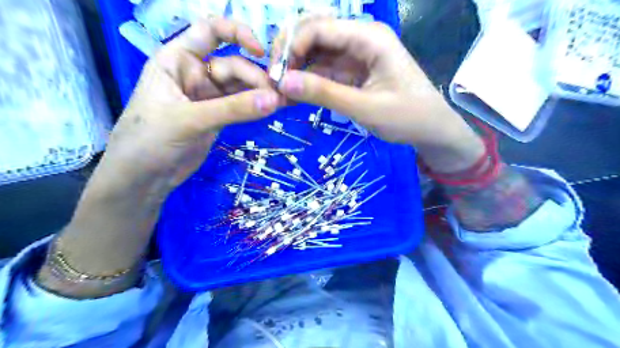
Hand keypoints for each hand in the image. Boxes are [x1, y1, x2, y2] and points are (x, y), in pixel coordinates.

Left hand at [104, 17, 282, 192]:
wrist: (143, 178)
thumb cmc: (149, 140)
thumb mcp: (189, 120)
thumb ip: (232, 109)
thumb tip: (274, 100)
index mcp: (177, 60)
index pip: (209, 31)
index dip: (237, 33)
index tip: (261, 51)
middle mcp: (195, 73)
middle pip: (234, 65)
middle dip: (256, 78)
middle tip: (277, 97)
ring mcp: (208, 97)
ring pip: (241, 87)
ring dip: (260, 93)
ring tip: (281, 103)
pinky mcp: (218, 116)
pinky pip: (241, 106)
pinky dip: (256, 107)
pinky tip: (272, 109)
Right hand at [272, 17, 483, 171]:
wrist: (432, 129)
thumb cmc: (408, 117)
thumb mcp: (366, 108)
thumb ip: (325, 94)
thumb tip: (284, 83)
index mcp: (369, 37)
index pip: (318, 27)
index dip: (291, 48)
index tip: (276, 77)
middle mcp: (360, 38)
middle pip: (313, 34)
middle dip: (290, 55)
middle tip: (275, 83)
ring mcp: (355, 55)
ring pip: (316, 53)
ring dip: (296, 70)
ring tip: (280, 93)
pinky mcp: (352, 72)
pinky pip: (324, 71)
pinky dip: (308, 82)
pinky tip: (295, 96)